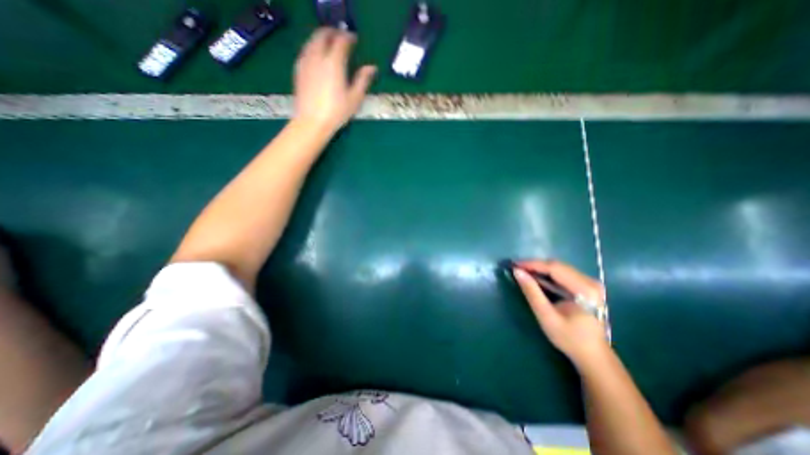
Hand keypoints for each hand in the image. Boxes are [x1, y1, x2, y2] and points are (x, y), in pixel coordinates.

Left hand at [296, 26, 375, 134]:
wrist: (312, 122)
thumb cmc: (337, 112)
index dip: (348, 36)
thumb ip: (363, 80)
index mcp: (334, 62)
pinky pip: (305, 51)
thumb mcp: (355, 98)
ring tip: (329, 45)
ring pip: (312, 40)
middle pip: (323, 34)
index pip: (341, 40)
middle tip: (341, 37)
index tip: (354, 38)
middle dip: (332, 32)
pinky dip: (313, 47)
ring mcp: (306, 62)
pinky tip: (317, 57)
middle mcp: (318, 57)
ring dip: (321, 38)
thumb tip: (372, 68)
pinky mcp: (298, 70)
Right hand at [515, 262, 610, 367]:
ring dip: (540, 269)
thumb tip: (517, 272)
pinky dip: (547, 274)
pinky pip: (563, 274)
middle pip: (557, 265)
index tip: (514, 265)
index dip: (532, 264)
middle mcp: (590, 281)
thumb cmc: (570, 338)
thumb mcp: (546, 316)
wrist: (593, 355)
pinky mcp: (586, 286)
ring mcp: (590, 283)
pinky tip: (536, 278)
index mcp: (585, 289)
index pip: (554, 268)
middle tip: (516, 268)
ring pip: (559, 268)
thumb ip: (532, 292)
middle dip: (535, 265)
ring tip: (523, 272)